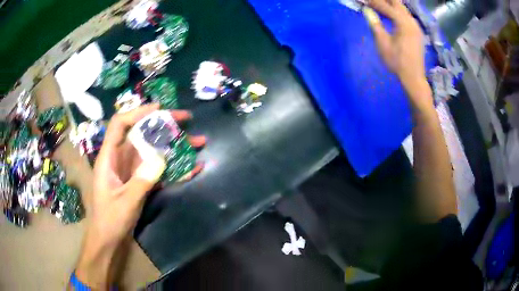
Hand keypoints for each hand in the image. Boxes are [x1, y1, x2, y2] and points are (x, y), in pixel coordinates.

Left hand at [74, 104, 204, 288]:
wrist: (109, 239)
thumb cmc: (110, 220)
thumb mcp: (125, 202)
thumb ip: (142, 181)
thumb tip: (161, 159)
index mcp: (110, 157)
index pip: (120, 125)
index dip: (137, 112)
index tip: (159, 108)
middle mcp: (121, 158)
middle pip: (142, 133)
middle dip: (164, 125)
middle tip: (187, 120)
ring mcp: (133, 169)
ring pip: (154, 150)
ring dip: (175, 147)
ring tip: (198, 143)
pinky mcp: (141, 181)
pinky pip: (159, 169)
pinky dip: (175, 168)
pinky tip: (193, 169)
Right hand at [364, 0, 431, 107]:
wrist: (413, 77)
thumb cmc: (397, 62)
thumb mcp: (383, 43)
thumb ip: (375, 24)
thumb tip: (366, 10)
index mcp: (403, 23)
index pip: (386, 6)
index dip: (373, 2)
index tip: (363, 1)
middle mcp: (411, 21)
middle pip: (397, 3)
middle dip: (384, 0)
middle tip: (372, 1)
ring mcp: (416, 26)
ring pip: (402, 8)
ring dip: (391, 4)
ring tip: (378, 5)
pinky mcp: (417, 31)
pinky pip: (406, 15)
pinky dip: (397, 11)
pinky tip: (390, 13)